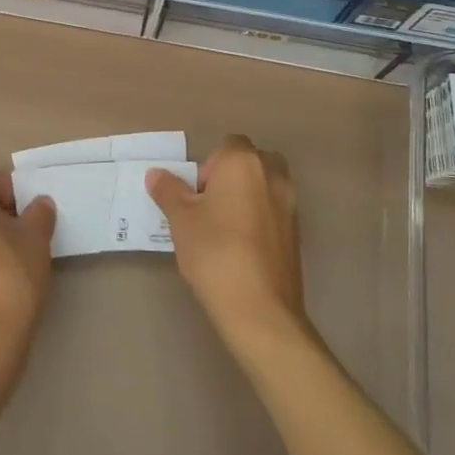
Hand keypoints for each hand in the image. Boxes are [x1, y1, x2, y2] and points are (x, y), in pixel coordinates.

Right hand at [147, 135, 305, 358]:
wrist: (260, 309)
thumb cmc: (215, 252)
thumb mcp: (180, 220)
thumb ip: (168, 191)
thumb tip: (156, 174)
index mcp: (244, 163)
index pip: (228, 145)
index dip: (209, 165)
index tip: (196, 195)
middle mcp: (273, 175)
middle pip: (251, 162)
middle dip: (231, 177)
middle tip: (209, 207)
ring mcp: (290, 205)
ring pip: (265, 187)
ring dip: (247, 198)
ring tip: (222, 230)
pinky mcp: (297, 234)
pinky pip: (274, 212)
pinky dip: (259, 220)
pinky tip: (240, 249)